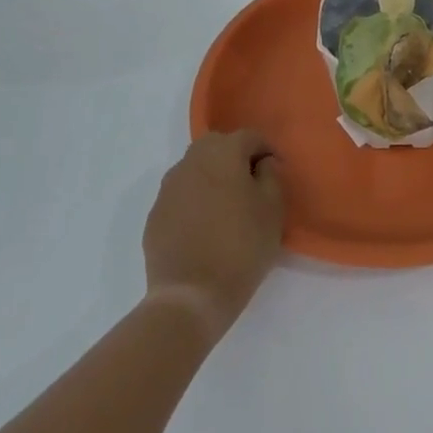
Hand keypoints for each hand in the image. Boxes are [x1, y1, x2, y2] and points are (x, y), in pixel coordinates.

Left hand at [142, 130, 284, 344]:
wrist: (190, 296)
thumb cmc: (241, 247)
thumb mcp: (273, 209)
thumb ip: (271, 175)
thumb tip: (262, 164)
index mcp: (222, 153)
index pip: (249, 136)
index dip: (267, 150)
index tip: (276, 172)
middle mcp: (191, 161)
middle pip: (217, 145)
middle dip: (235, 156)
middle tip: (251, 184)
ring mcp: (168, 188)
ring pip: (195, 168)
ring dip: (212, 176)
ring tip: (227, 206)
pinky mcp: (155, 214)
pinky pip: (181, 194)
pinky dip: (195, 199)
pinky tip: (205, 226)